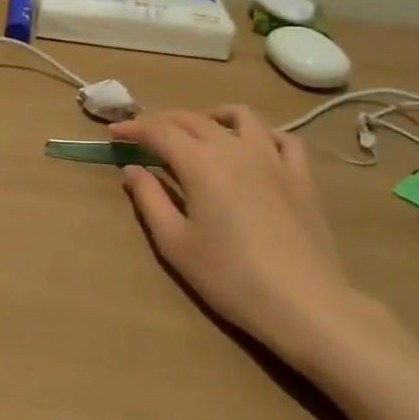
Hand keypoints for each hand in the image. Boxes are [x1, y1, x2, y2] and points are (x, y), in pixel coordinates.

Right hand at [112, 105, 379, 361]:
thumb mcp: (175, 243)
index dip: (134, 128)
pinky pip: (283, 139)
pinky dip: (261, 134)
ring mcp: (273, 158)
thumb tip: (132, 168)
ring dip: (212, 116)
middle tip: (145, 135)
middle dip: (164, 121)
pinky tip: (253, 147)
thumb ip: (150, 199)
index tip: (115, 133)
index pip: (159, 131)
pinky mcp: (301, 176)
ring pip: (240, 116)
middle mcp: (234, 148)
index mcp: (200, 162)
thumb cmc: (229, 276)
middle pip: (193, 119)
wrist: (303, 304)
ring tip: (199, 130)